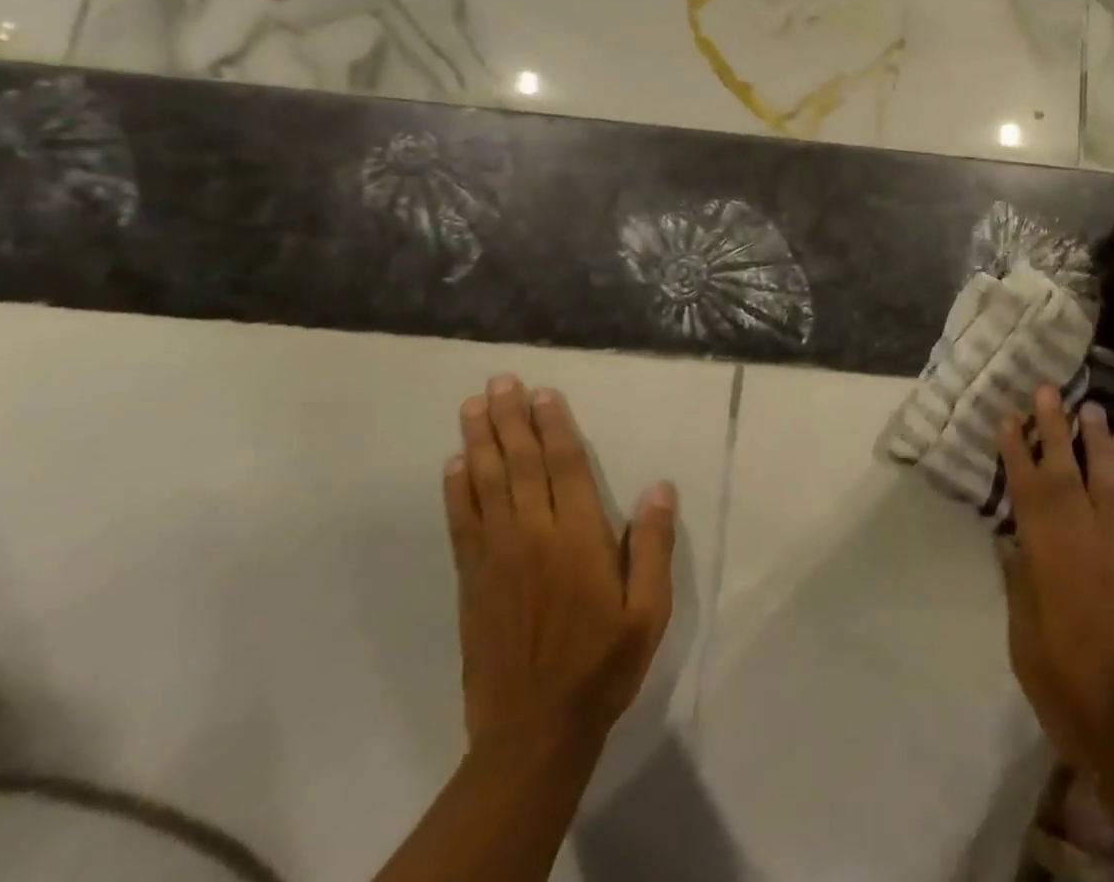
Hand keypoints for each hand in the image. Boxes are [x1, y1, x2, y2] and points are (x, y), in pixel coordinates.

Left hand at [444, 375, 677, 760]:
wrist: (534, 731)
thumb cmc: (602, 664)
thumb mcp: (648, 611)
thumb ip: (654, 546)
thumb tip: (660, 487)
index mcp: (578, 537)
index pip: (565, 466)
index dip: (555, 426)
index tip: (544, 393)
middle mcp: (534, 535)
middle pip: (520, 464)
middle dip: (510, 419)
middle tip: (500, 381)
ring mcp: (496, 557)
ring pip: (486, 485)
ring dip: (479, 442)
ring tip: (472, 406)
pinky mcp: (471, 581)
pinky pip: (462, 524)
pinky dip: (456, 491)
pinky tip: (453, 465)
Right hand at [998, 384, 1113, 782]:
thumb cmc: (1070, 685)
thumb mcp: (1025, 640)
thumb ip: (1020, 584)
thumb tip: (1012, 541)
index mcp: (1050, 552)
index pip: (1029, 487)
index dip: (1018, 449)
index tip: (1010, 416)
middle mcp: (1089, 536)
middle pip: (1070, 469)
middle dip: (1056, 426)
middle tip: (1049, 389)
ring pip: (1111, 479)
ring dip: (1099, 442)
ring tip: (1092, 409)